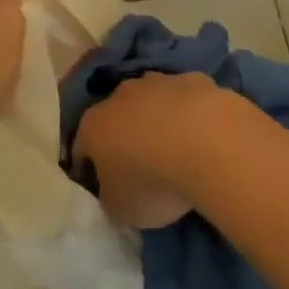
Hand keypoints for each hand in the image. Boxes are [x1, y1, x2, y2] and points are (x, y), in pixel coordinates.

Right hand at [72, 71, 245, 228]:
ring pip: (152, 99)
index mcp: (94, 126)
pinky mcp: (194, 79)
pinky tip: (204, 134)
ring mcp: (159, 81)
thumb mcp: (119, 208)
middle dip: (125, 136)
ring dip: (158, 118)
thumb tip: (115, 187)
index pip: (82, 148)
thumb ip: (110, 194)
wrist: (207, 144)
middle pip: (116, 116)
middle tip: (141, 166)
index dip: (89, 168)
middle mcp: (121, 95)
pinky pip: (186, 97)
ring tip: (175, 149)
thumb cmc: (152, 182)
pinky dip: (190, 112)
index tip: (102, 186)